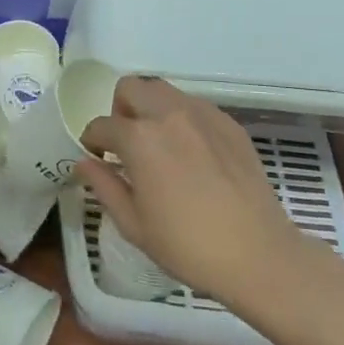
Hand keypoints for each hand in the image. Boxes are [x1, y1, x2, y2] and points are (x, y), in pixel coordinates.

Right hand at [76, 77, 309, 305]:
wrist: (259, 255)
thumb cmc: (188, 246)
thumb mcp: (134, 225)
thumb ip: (104, 186)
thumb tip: (85, 163)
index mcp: (139, 138)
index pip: (102, 125)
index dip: (92, 140)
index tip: (97, 157)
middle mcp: (167, 114)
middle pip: (130, 88)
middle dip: (120, 110)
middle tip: (126, 143)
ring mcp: (201, 114)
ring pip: (163, 90)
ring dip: (150, 108)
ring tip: (158, 143)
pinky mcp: (228, 123)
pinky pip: (194, 106)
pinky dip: (182, 119)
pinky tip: (191, 152)